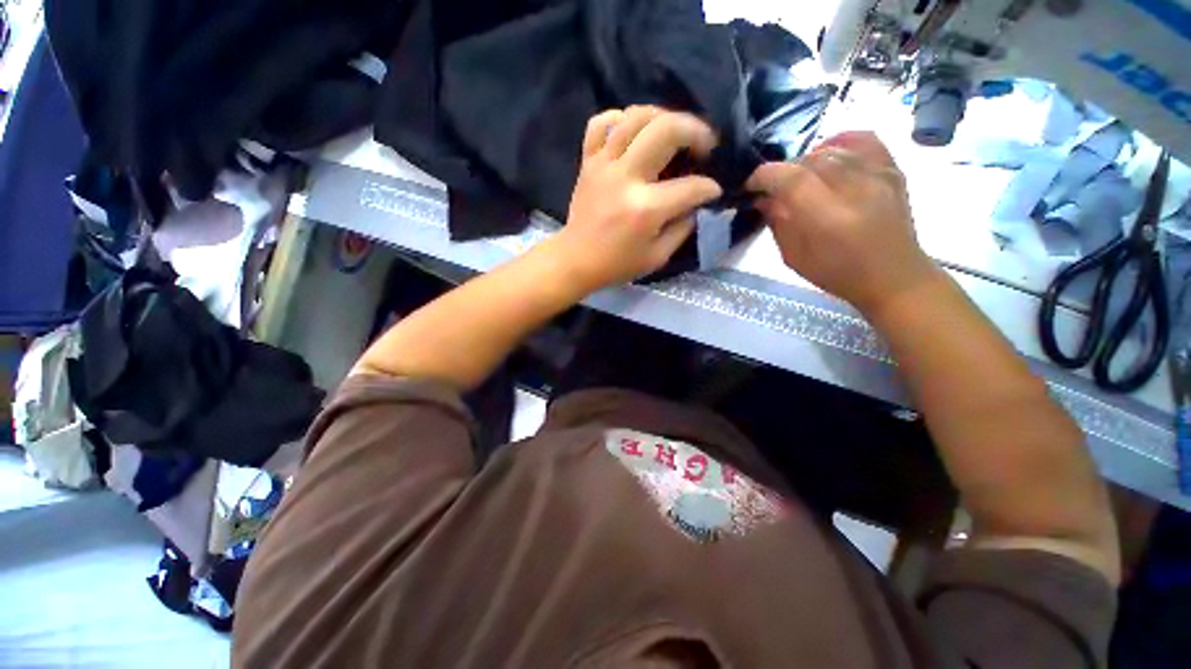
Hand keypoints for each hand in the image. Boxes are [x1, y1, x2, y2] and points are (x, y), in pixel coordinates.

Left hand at [545, 106, 722, 292]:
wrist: (576, 260)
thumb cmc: (617, 264)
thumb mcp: (658, 257)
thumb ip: (683, 228)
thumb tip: (697, 203)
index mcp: (645, 209)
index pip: (690, 187)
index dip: (709, 188)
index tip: (713, 191)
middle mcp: (626, 178)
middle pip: (667, 129)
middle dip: (696, 131)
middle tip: (704, 145)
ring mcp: (603, 165)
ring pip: (635, 116)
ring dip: (663, 117)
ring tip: (674, 132)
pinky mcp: (588, 162)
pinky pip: (600, 124)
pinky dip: (619, 119)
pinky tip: (632, 131)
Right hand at [747, 131, 940, 314]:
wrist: (893, 276)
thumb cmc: (837, 273)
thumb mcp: (794, 257)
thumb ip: (778, 223)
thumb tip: (764, 198)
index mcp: (827, 218)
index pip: (791, 178)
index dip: (765, 176)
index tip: (751, 185)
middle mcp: (855, 189)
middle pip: (809, 160)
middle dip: (783, 170)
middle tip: (774, 188)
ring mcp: (878, 175)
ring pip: (832, 149)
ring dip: (806, 161)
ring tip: (800, 178)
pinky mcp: (892, 169)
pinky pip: (864, 140)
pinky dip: (840, 142)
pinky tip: (828, 153)